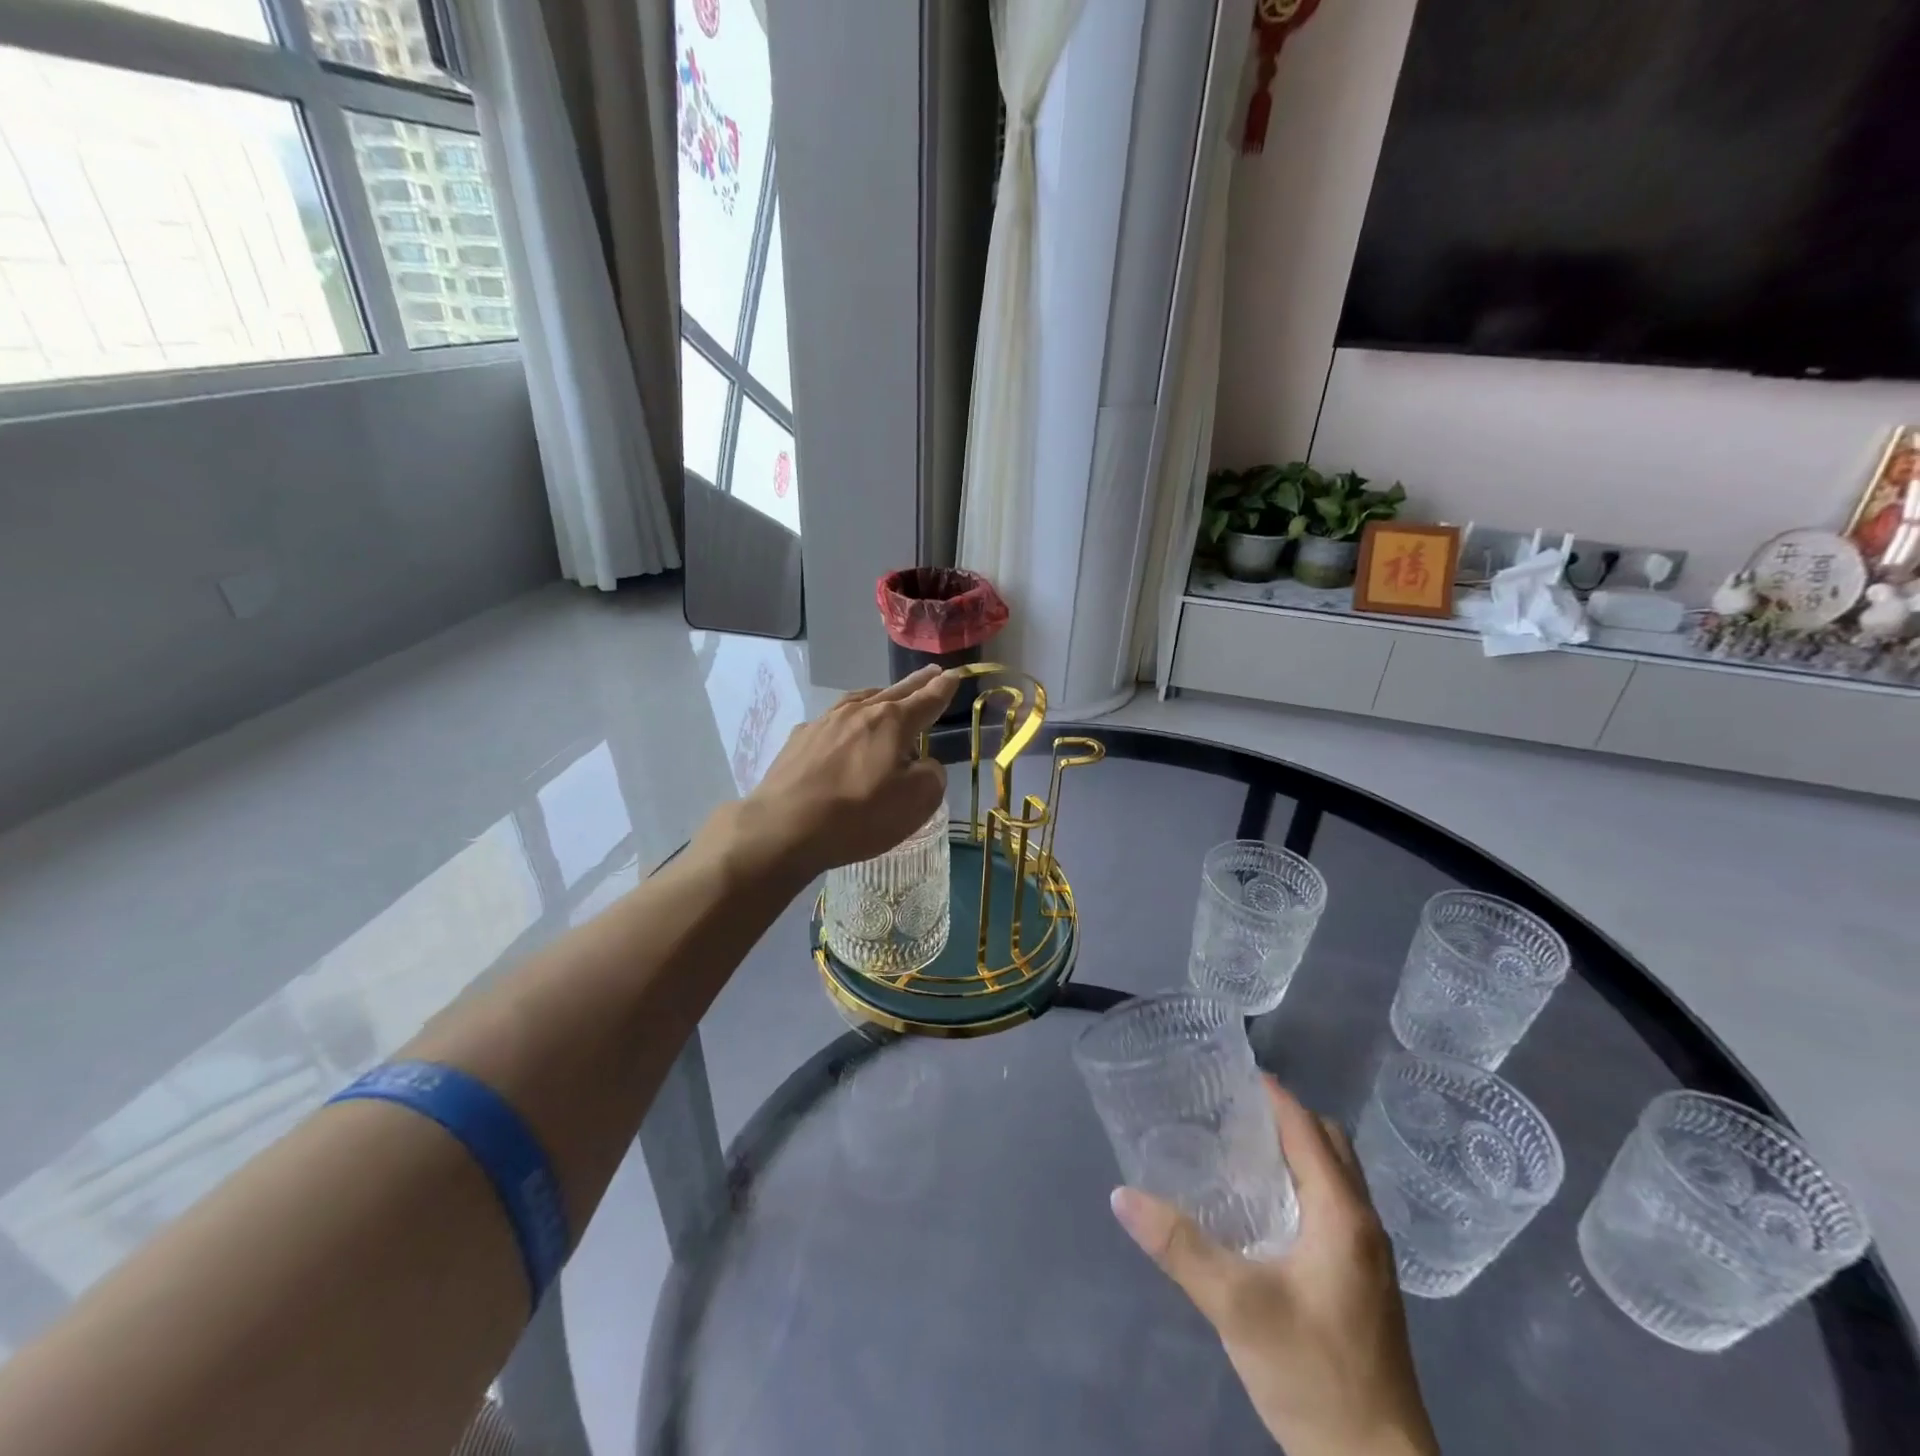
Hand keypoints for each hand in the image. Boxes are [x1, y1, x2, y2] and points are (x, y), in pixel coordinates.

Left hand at [732, 665, 957, 881]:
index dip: (945, 689)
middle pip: (894, 692)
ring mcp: (825, 722)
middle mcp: (859, 712)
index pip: (927, 700)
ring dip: (879, 696)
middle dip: (916, 683)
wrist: (784, 826)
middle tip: (931, 673)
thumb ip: (931, 776)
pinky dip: (847, 720)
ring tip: (887, 695)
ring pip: (860, 701)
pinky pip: (832, 721)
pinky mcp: (799, 739)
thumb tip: (923, 765)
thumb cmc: (858, 814)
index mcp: (892, 722)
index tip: (956, 675)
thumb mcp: (916, 802)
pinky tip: (842, 730)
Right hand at [1109, 1079, 1438, 1455]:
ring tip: (1237, 1149)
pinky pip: (1333, 1205)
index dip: (1270, 1093)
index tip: (1226, 1073)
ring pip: (1333, 1176)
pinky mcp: (1362, 1284)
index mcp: (1343, 1213)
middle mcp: (1363, 1223)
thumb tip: (1122, 1195)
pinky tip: (1261, 1209)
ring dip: (1294, 1151)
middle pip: (1327, 1142)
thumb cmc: (1314, 1375)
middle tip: (1227, 1112)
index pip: (1306, 1126)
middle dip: (1282, 1116)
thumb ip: (1179, 1247)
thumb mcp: (1237, 1307)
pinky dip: (1301, 1185)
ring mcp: (1368, 1256)